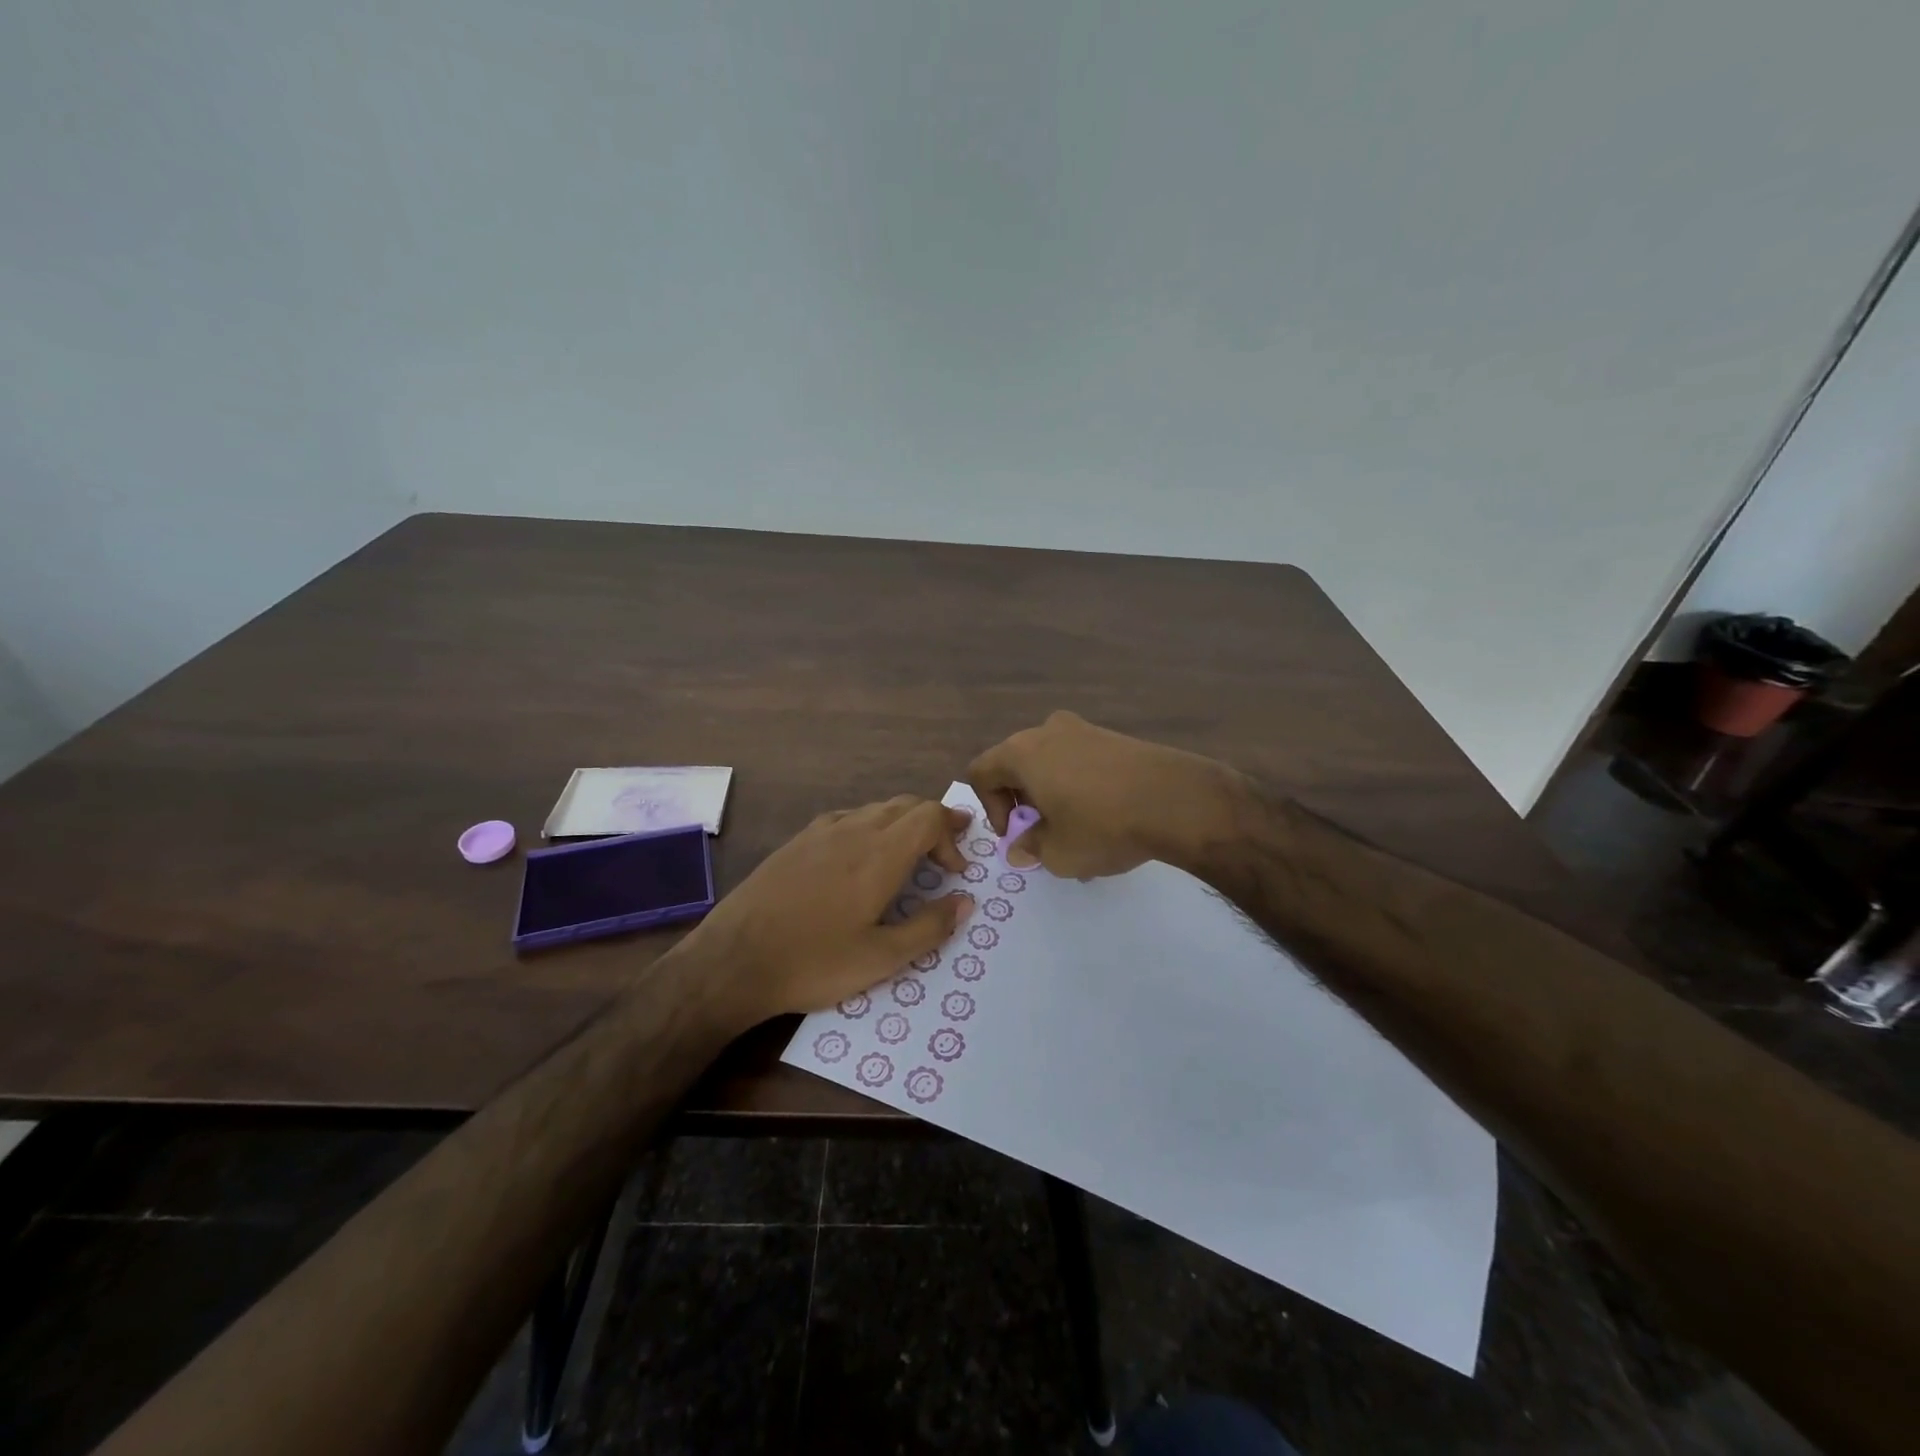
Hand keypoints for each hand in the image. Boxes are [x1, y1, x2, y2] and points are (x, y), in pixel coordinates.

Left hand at [691, 796, 974, 1019]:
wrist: (733, 960)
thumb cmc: (813, 962)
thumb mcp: (880, 958)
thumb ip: (929, 927)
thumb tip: (965, 902)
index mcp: (879, 854)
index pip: (929, 817)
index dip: (951, 835)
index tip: (957, 870)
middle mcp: (853, 830)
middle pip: (905, 805)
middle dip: (934, 821)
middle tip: (948, 848)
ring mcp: (820, 832)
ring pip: (875, 809)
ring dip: (902, 822)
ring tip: (911, 851)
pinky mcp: (797, 842)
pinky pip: (846, 818)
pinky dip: (870, 826)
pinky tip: (862, 853)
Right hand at [966, 711, 1239, 878]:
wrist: (1178, 801)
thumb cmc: (1103, 826)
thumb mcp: (1056, 853)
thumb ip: (1029, 847)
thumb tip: (1022, 845)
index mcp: (1021, 752)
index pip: (982, 773)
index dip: (991, 809)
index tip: (1016, 836)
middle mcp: (1047, 730)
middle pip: (1015, 764)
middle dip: (1022, 801)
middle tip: (1043, 832)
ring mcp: (1084, 729)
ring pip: (1049, 762)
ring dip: (1051, 793)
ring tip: (1076, 827)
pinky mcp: (1114, 736)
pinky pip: (1079, 759)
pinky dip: (1079, 784)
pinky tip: (1104, 814)